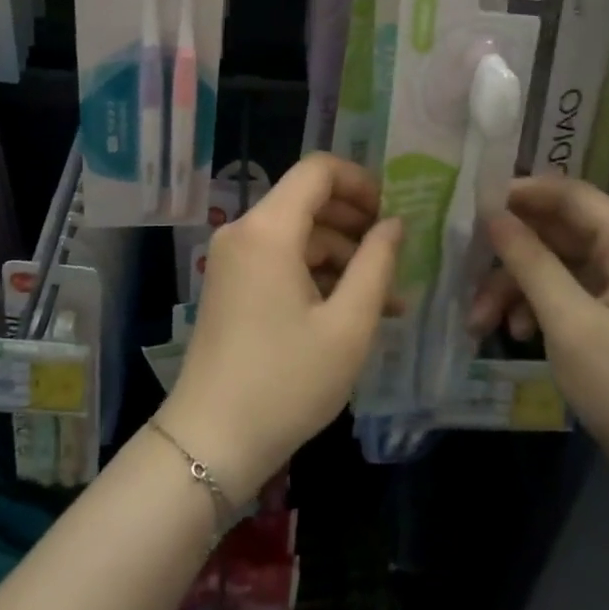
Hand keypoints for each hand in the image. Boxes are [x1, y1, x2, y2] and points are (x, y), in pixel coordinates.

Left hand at [161, 154, 401, 503]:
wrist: (211, 438)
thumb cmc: (287, 381)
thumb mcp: (347, 326)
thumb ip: (376, 264)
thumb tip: (394, 224)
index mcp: (268, 229)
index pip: (317, 170)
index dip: (360, 181)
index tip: (393, 212)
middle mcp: (244, 230)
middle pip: (307, 201)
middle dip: (356, 223)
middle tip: (397, 257)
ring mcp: (232, 257)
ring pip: (296, 234)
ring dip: (341, 256)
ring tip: (387, 300)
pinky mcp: (230, 283)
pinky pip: (279, 259)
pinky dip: (315, 274)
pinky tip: (350, 310)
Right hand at [475, 175, 608, 485]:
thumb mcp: (569, 321)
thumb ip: (529, 261)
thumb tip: (491, 213)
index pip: (574, 195)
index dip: (524, 192)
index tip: (475, 202)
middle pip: (558, 232)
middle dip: (510, 253)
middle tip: (466, 263)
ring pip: (553, 265)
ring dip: (513, 287)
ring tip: (478, 320)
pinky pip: (561, 293)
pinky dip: (532, 307)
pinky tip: (512, 333)